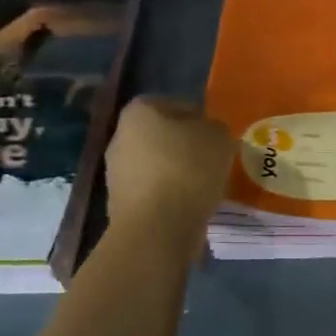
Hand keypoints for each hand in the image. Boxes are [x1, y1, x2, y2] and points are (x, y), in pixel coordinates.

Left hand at [105, 97, 234, 229]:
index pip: (175, 105)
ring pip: (158, 168)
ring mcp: (116, 175)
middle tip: (214, 162)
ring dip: (179, 176)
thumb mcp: (218, 137)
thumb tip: (208, 136)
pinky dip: (171, 200)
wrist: (156, 229)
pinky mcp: (120, 207)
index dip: (199, 119)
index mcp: (138, 112)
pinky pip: (154, 196)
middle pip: (163, 138)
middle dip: (187, 149)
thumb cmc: (187, 170)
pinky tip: (191, 210)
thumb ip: (215, 129)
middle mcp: (120, 138)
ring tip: (207, 188)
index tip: (217, 137)